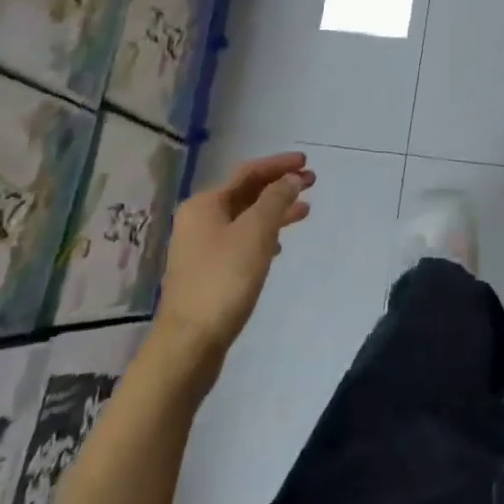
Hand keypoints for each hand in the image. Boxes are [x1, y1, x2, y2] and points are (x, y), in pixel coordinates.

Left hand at [152, 152, 313, 380]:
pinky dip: (264, 235)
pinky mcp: (209, 271)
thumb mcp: (256, 233)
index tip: (307, 162)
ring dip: (275, 211)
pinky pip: (241, 240)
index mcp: (205, 204)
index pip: (248, 172)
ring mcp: (202, 247)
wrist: (191, 341)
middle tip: (312, 182)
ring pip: (245, 218)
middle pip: (246, 193)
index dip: (278, 165)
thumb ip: (275, 200)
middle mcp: (199, 220)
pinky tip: (279, 245)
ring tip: (305, 211)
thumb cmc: (224, 279)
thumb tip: (290, 179)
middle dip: (279, 186)